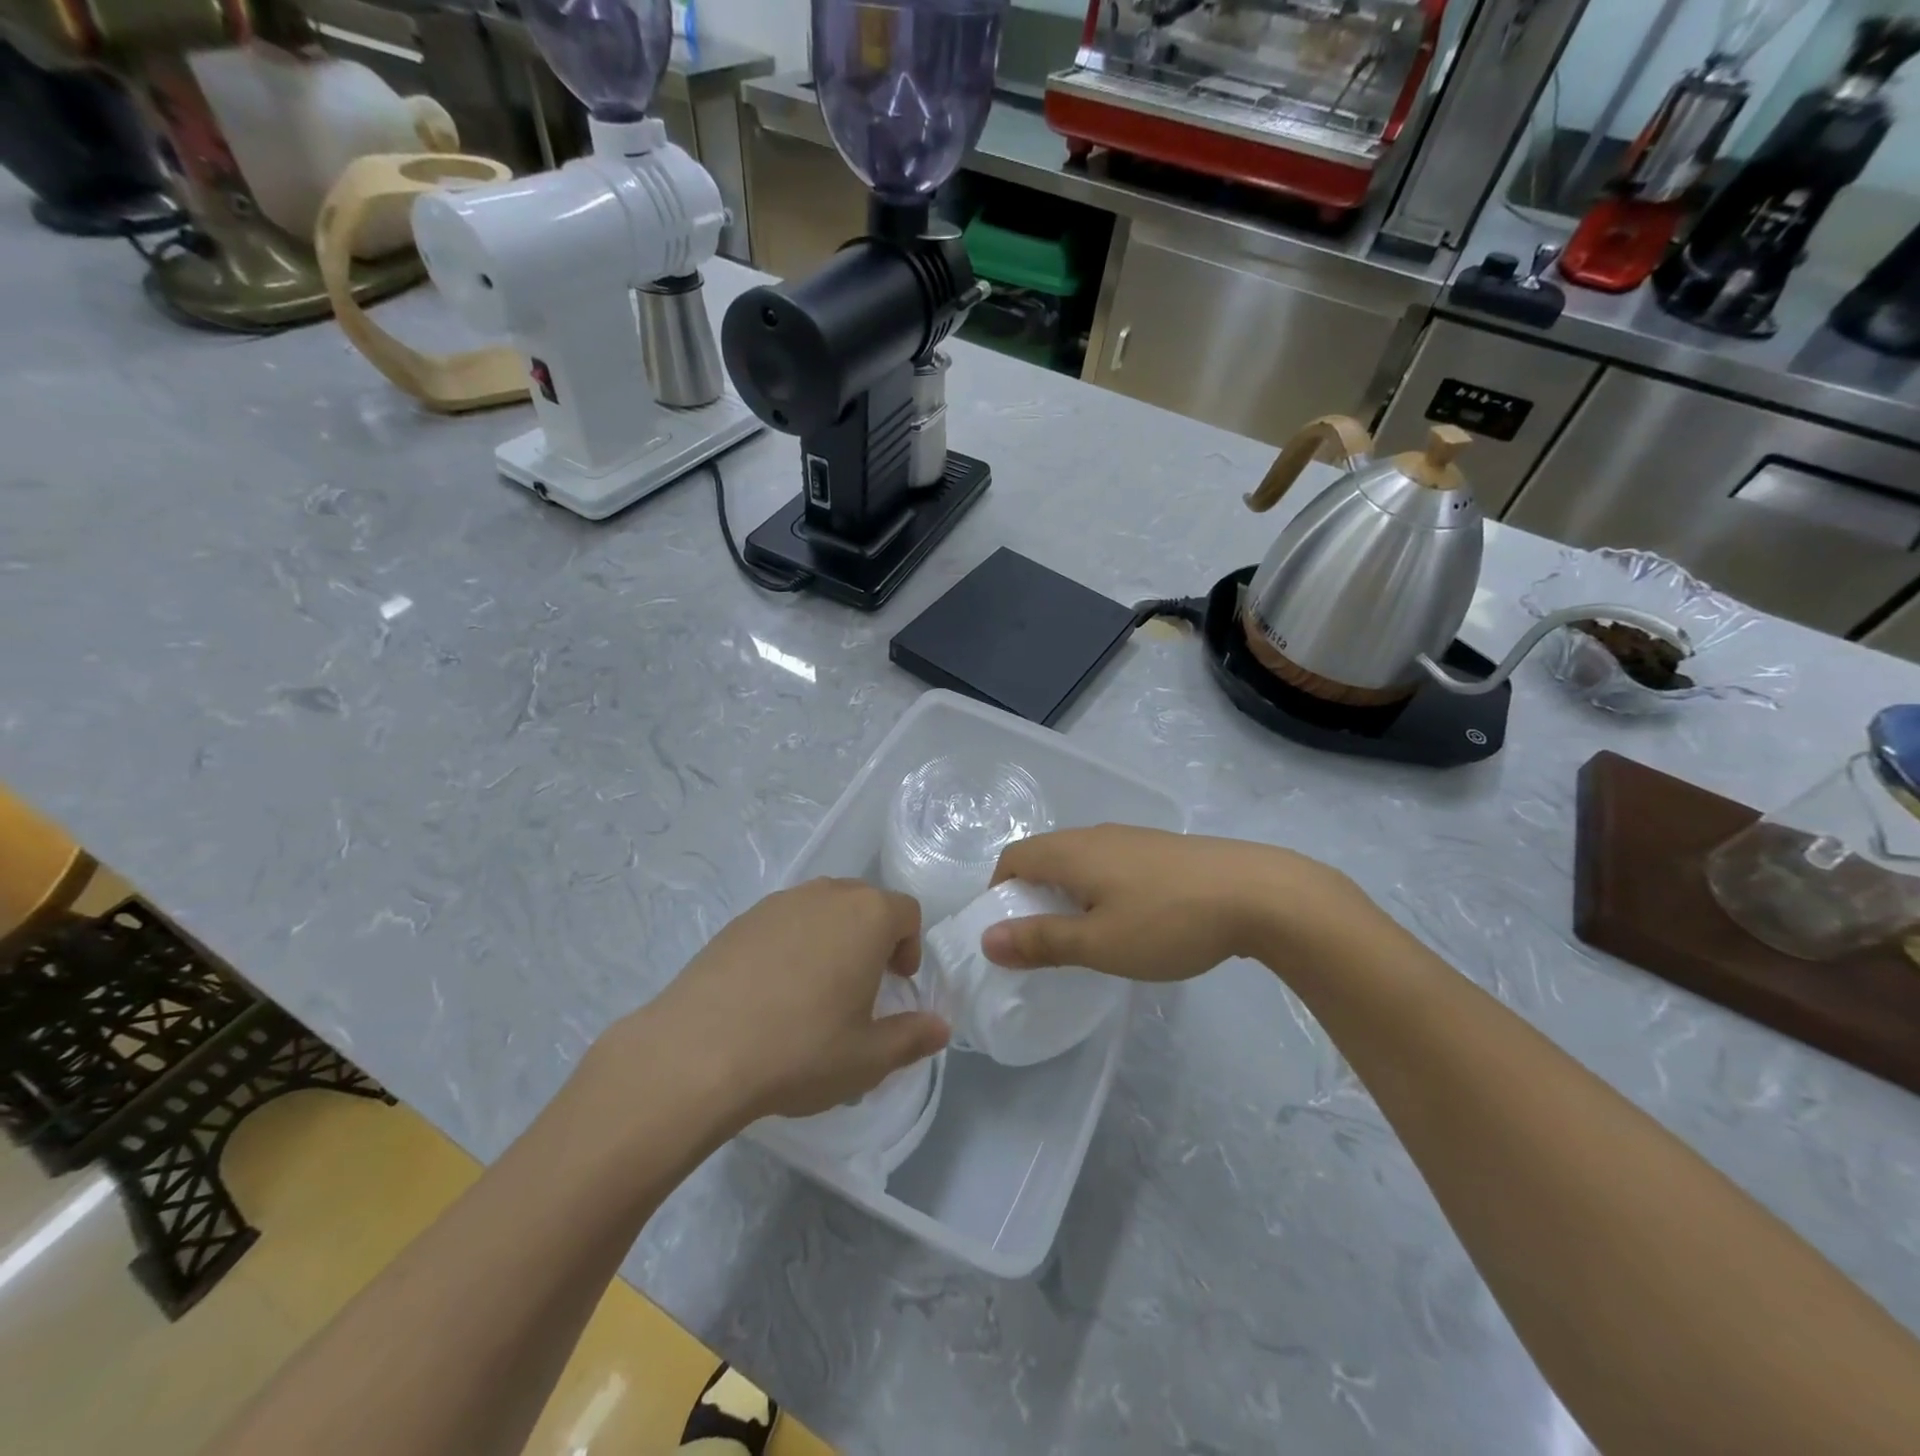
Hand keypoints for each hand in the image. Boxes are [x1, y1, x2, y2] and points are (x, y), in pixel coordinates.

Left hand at [642, 879, 949, 1125]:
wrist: (697, 1052)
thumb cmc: (801, 1050)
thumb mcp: (868, 1057)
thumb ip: (912, 1037)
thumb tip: (941, 1027)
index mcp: (867, 916)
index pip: (907, 912)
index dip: (910, 946)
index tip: (897, 983)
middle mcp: (826, 895)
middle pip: (864, 902)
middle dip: (872, 937)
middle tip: (862, 985)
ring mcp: (778, 903)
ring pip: (821, 908)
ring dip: (832, 937)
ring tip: (815, 989)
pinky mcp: (740, 919)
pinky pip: (783, 921)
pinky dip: (791, 943)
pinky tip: (771, 991)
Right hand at [983, 826, 1366, 981]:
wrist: (1259, 894)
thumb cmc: (1168, 921)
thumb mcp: (1099, 943)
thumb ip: (1042, 941)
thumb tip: (987, 940)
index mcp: (1072, 852)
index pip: (1014, 858)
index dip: (999, 892)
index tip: (1006, 932)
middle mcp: (1096, 836)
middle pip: (1045, 856)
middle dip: (1032, 896)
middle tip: (1042, 941)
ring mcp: (1133, 839)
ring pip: (1081, 861)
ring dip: (1068, 894)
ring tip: (1085, 936)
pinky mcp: (1162, 850)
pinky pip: (1112, 865)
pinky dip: (1100, 890)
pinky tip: (1130, 922)